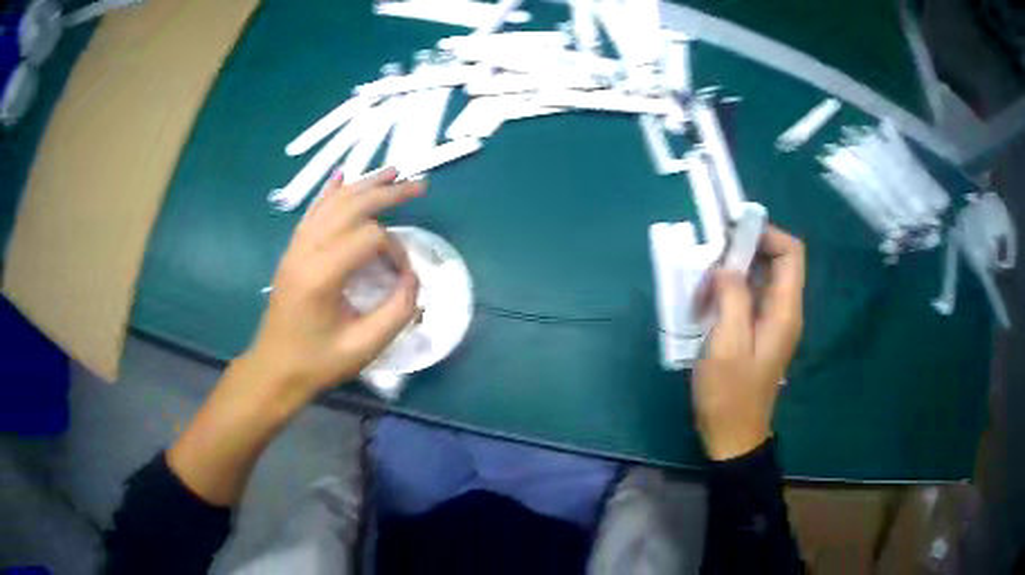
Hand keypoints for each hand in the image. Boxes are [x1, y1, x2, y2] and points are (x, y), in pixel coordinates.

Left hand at [243, 167, 423, 402]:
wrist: (275, 369)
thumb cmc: (317, 362)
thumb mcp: (364, 347)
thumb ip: (398, 311)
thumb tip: (412, 277)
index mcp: (322, 274)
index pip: (369, 237)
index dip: (396, 249)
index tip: (404, 275)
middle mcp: (306, 250)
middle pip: (351, 206)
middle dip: (387, 193)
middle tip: (418, 185)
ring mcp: (296, 247)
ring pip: (332, 202)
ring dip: (364, 185)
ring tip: (392, 172)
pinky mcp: (292, 251)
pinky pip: (313, 212)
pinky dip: (330, 192)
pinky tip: (342, 176)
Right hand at [692, 226, 804, 460]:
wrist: (732, 435)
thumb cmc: (729, 394)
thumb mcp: (727, 344)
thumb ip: (732, 298)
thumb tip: (727, 268)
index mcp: (785, 310)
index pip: (791, 252)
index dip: (766, 234)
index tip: (732, 235)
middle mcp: (784, 310)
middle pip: (776, 261)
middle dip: (744, 251)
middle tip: (710, 260)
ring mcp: (772, 322)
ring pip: (760, 277)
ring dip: (733, 272)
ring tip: (703, 284)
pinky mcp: (758, 332)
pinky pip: (749, 297)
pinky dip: (730, 290)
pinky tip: (707, 302)